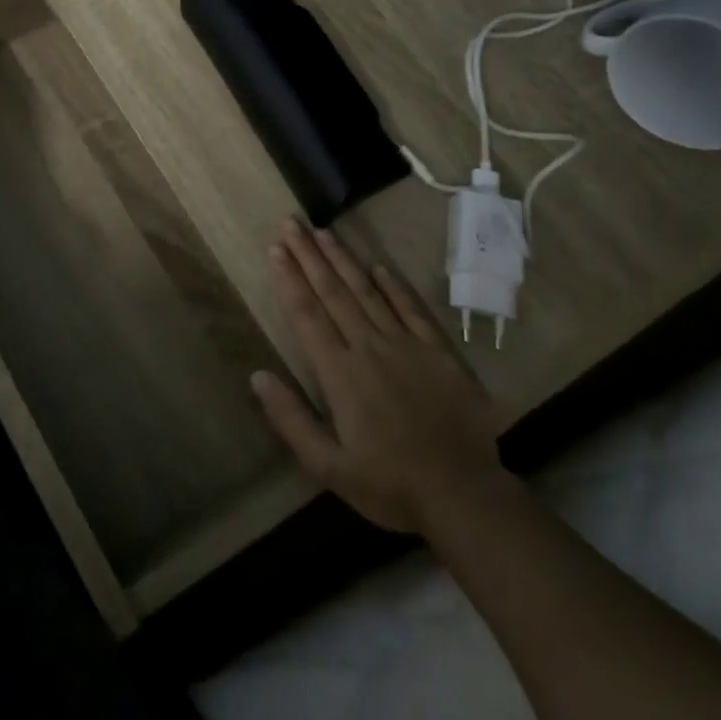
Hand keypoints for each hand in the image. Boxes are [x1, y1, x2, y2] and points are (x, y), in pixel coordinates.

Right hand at [252, 223, 503, 532]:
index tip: (276, 248)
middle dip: (309, 256)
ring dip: (344, 260)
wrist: (463, 495)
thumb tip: (257, 375)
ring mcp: (407, 347)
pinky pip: (413, 311)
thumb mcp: (327, 465)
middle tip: (291, 223)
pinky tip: (379, 266)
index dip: (289, 279)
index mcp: (340, 373)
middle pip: (333, 293)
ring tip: (324, 232)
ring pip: (368, 293)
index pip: (307, 314)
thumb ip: (290, 419)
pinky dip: (395, 287)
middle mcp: (369, 348)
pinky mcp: (439, 354)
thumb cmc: (389, 484)